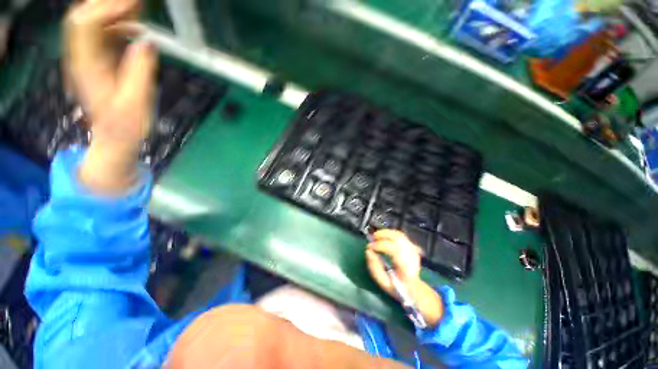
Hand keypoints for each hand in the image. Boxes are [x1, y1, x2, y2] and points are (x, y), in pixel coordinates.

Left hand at [65, 0, 156, 193]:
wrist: (115, 137)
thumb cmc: (125, 125)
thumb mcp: (136, 101)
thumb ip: (140, 71)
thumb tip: (147, 42)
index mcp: (87, 66)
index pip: (85, 24)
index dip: (107, 9)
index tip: (133, 5)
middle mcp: (82, 57)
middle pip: (82, 17)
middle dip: (106, 4)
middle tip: (134, 3)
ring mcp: (88, 58)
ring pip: (91, 22)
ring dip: (112, 11)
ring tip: (137, 10)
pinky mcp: (97, 61)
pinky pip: (102, 34)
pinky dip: (117, 24)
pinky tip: (134, 27)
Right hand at [366, 229, 443, 326]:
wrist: (415, 289)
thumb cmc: (397, 287)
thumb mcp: (383, 282)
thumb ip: (374, 267)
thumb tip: (368, 251)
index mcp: (406, 267)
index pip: (393, 250)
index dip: (379, 246)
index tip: (369, 247)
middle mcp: (412, 256)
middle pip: (398, 238)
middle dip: (382, 235)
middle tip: (372, 238)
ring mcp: (414, 250)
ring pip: (399, 235)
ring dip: (386, 233)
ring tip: (376, 236)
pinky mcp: (412, 246)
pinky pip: (400, 235)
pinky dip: (390, 233)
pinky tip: (383, 237)